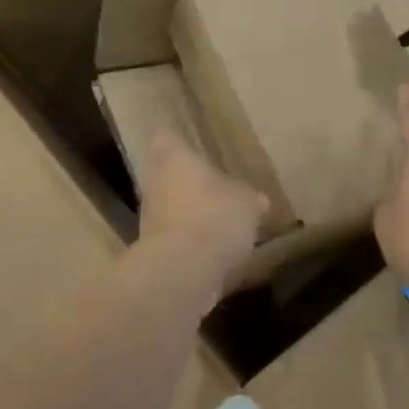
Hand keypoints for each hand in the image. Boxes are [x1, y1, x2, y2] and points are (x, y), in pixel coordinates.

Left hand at [137, 131, 267, 302]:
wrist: (184, 271)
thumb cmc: (215, 217)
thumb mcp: (248, 203)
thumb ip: (250, 198)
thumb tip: (257, 201)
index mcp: (174, 159)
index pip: (166, 137)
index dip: (176, 137)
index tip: (187, 140)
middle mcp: (155, 184)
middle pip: (166, 175)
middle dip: (187, 181)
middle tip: (213, 185)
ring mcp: (151, 220)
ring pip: (170, 208)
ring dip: (190, 214)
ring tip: (219, 221)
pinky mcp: (155, 252)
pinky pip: (177, 239)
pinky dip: (192, 243)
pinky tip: (216, 252)